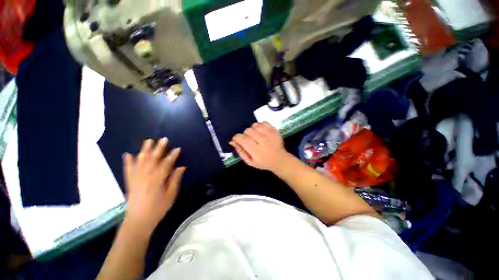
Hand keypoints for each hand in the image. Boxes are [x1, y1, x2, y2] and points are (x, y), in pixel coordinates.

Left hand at [122, 138, 185, 235]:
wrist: (138, 222)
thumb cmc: (158, 209)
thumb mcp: (171, 195)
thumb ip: (175, 180)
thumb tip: (181, 167)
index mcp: (157, 180)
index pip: (166, 164)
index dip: (172, 156)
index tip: (178, 148)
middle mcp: (146, 177)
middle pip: (153, 159)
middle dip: (159, 148)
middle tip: (163, 139)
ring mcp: (136, 179)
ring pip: (141, 161)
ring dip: (145, 150)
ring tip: (148, 141)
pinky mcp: (130, 182)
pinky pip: (128, 170)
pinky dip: (128, 162)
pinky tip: (128, 154)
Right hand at [230, 122, 291, 172]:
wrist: (280, 160)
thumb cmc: (263, 162)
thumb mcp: (250, 162)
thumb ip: (240, 151)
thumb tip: (232, 142)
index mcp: (256, 150)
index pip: (242, 139)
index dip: (236, 137)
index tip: (237, 139)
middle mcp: (263, 141)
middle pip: (248, 131)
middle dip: (245, 134)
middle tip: (248, 140)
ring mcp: (270, 134)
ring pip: (255, 125)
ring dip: (252, 129)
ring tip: (255, 136)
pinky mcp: (274, 130)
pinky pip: (264, 122)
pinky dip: (260, 125)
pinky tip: (261, 132)